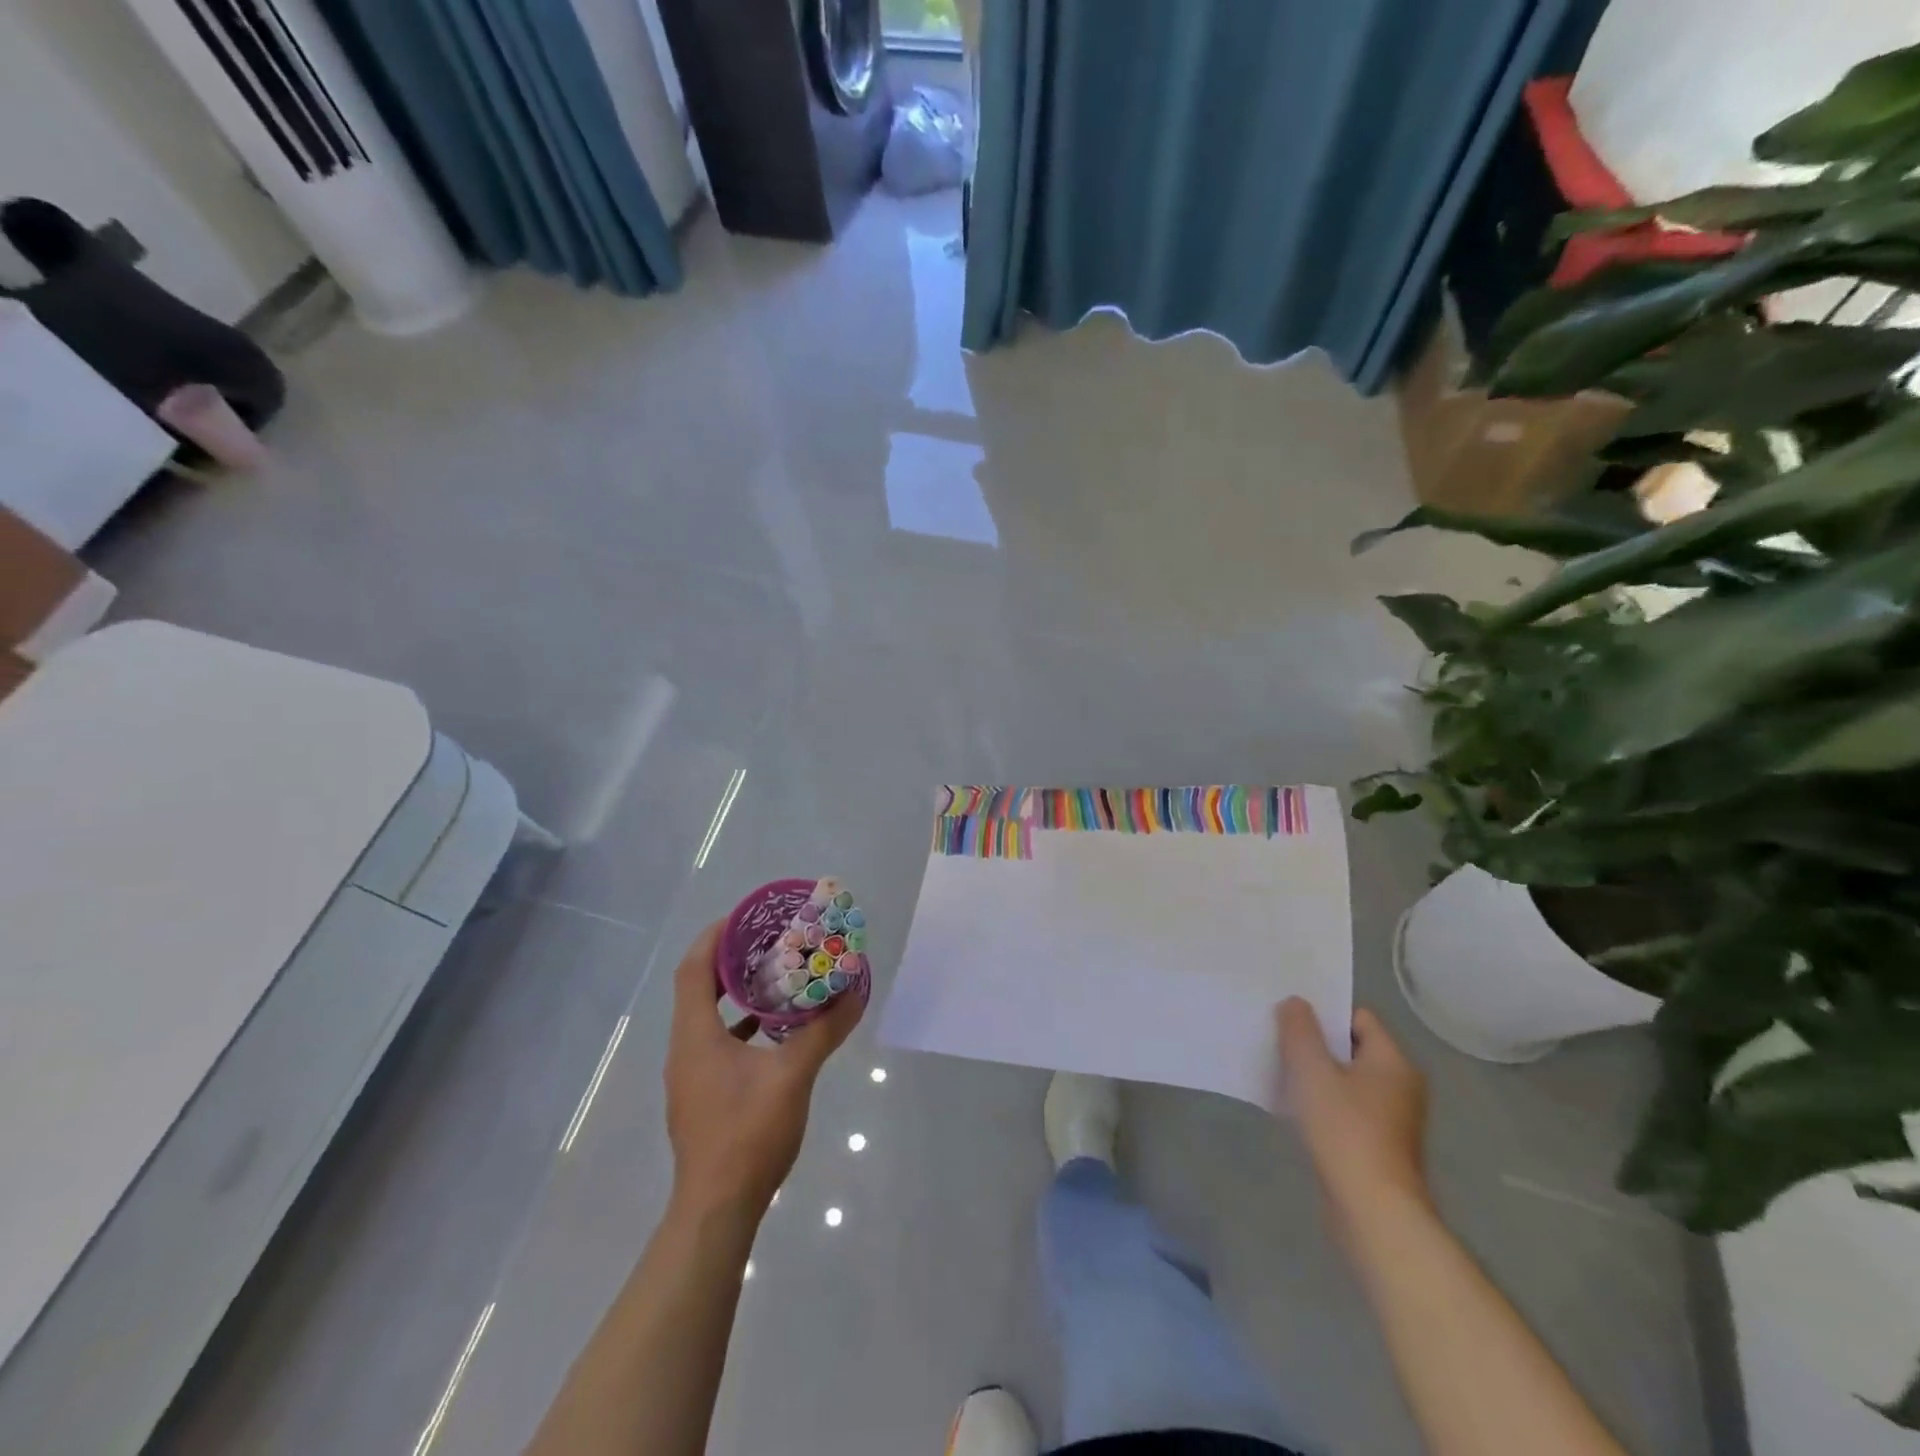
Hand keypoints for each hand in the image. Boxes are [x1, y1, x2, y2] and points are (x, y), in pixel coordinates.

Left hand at [664, 921, 863, 1220]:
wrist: (716, 1211)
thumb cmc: (747, 1135)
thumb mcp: (793, 1076)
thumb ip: (823, 1032)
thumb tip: (855, 994)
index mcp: (696, 1036)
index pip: (693, 969)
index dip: (714, 937)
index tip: (745, 917)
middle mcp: (685, 1049)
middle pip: (698, 988)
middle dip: (731, 960)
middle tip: (770, 941)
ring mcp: (691, 1076)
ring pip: (708, 1017)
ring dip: (736, 993)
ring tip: (776, 976)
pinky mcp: (702, 1096)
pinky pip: (717, 1043)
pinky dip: (741, 1026)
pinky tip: (774, 1031)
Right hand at [1277, 999, 1429, 1228]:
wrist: (1372, 1211)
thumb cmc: (1345, 1130)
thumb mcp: (1312, 1070)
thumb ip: (1300, 1030)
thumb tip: (1295, 1002)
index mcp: (1393, 1062)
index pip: (1359, 1017)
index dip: (1324, 1012)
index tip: (1289, 1016)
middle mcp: (1400, 1086)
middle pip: (1351, 1049)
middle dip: (1315, 1044)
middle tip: (1278, 1040)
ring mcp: (1391, 1120)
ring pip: (1346, 1081)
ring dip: (1315, 1076)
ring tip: (1279, 1073)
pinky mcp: (1377, 1148)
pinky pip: (1345, 1110)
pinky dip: (1321, 1105)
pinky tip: (1294, 1111)